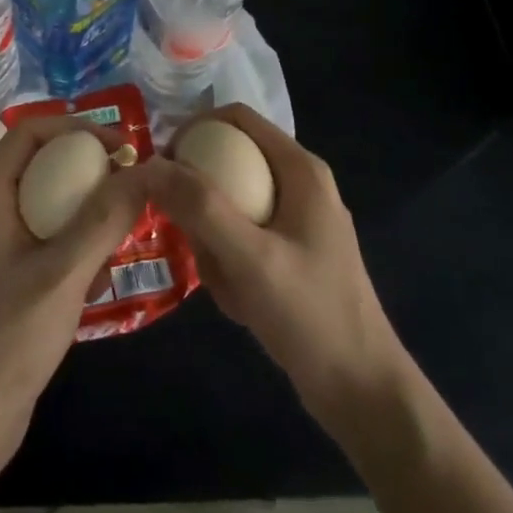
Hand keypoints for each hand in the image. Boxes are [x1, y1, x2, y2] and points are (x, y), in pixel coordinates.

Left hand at [0, 115, 149, 462]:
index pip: (28, 131)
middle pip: (38, 163)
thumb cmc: (8, 338)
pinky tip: (102, 274)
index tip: (120, 145)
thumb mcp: (63, 273)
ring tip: (125, 224)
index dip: (75, 128)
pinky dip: (74, 242)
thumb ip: (103, 219)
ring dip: (84, 207)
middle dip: (86, 168)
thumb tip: (144, 171)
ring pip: (44, 202)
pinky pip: (44, 237)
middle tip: (130, 180)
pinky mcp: (5, 275)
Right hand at [144, 103, 410, 440]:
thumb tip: (150, 164)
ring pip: (230, 207)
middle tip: (189, 237)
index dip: (193, 129)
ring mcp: (297, 222)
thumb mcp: (250, 257)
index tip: (162, 164)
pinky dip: (229, 266)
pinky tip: (240, 303)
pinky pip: (241, 240)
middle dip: (202, 203)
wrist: (362, 394)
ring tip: (224, 283)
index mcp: (300, 169)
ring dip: (214, 243)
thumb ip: (200, 207)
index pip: (236, 118)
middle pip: (229, 163)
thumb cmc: (311, 315)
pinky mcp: (291, 255)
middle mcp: (299, 185)